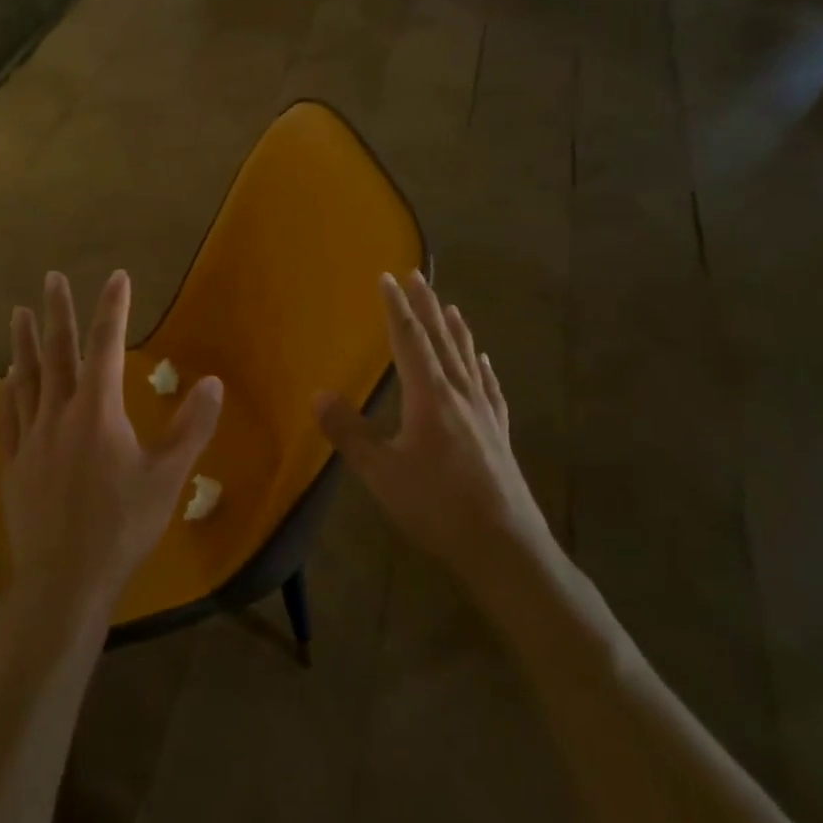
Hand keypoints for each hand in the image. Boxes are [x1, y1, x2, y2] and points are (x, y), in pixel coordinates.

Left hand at [1, 270, 222, 634]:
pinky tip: (6, 380)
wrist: (63, 580)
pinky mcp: (14, 465)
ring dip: (25, 344)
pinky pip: (9, 417)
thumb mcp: (168, 478)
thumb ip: (191, 428)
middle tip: (51, 278)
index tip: (116, 277)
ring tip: (19, 314)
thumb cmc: (122, 528)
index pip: (105, 347)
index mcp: (98, 413)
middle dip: (58, 313)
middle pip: (58, 354)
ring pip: (27, 379)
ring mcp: (31, 439)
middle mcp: (59, 415)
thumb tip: (213, 382)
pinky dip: (9, 392)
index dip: (112, 309)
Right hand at [316, 271, 554, 584]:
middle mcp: (460, 395)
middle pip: (441, 341)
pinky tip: (484, 363)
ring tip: (450, 307)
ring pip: (467, 360)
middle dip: (426, 307)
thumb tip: (318, 393)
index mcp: (430, 397)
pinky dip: (482, 369)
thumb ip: (349, 432)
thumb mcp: (382, 472)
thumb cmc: (437, 507)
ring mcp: (485, 414)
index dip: (396, 308)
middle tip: (418, 275)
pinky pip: (490, 389)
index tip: (387, 277)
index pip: (409, 341)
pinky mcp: (499, 435)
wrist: (504, 546)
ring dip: (455, 331)